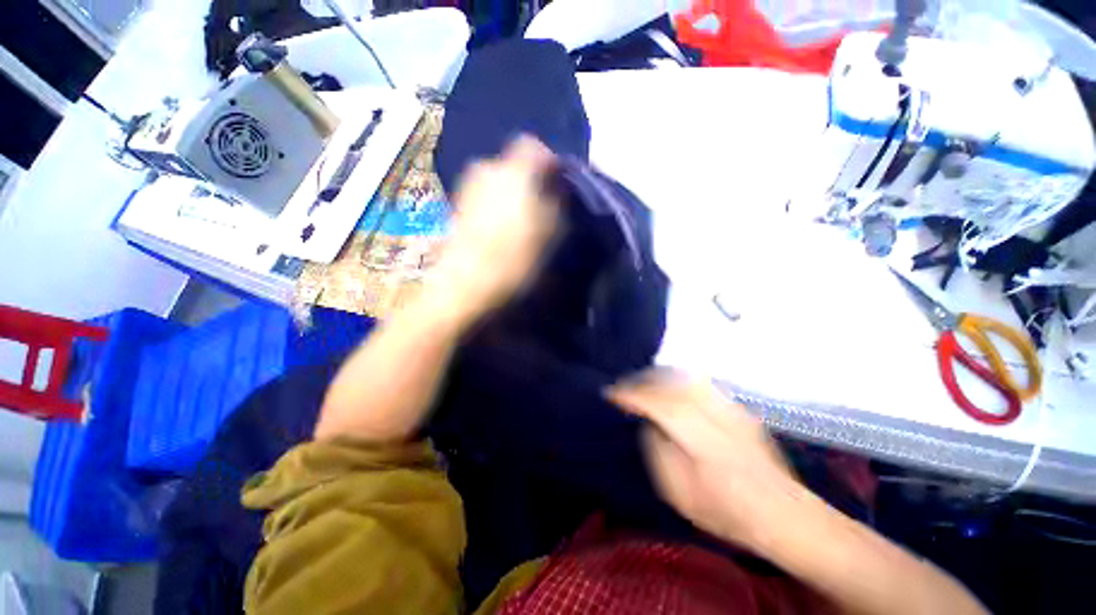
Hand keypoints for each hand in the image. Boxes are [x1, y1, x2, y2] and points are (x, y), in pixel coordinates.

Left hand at [430, 136, 560, 322]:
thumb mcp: (551, 230)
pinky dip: (495, 206)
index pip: (533, 145)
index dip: (548, 163)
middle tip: (541, 206)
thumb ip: (556, 201)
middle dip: (530, 180)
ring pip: (498, 181)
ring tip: (521, 222)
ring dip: (512, 195)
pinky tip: (500, 230)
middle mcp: (486, 168)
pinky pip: (484, 197)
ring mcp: (467, 187)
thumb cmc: (516, 257)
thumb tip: (555, 187)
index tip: (558, 185)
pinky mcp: (457, 206)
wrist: (466, 284)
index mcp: (513, 169)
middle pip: (514, 164)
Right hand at [607, 371, 800, 547]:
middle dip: (642, 380)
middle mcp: (720, 416)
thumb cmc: (728, 513)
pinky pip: (699, 382)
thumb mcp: (681, 494)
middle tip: (623, 387)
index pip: (662, 405)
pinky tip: (668, 387)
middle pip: (674, 383)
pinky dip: (676, 379)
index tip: (611, 394)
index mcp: (706, 442)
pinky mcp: (738, 407)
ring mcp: (733, 408)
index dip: (633, 395)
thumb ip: (659, 453)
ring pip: (687, 376)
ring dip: (658, 375)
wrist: (785, 515)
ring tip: (641, 383)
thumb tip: (649, 423)